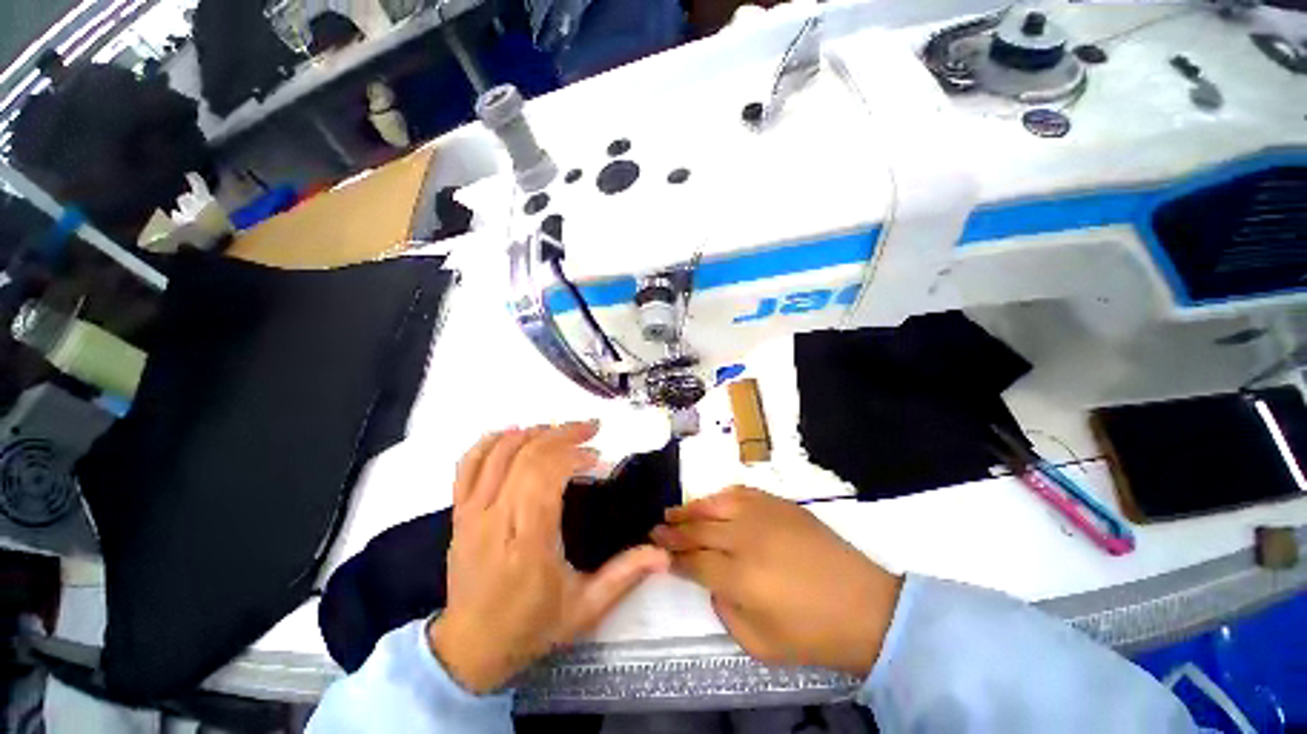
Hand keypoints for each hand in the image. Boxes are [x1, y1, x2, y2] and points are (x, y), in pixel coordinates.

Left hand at [429, 422, 669, 693]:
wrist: (471, 648)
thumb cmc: (532, 626)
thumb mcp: (586, 608)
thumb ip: (625, 575)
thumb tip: (664, 555)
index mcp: (529, 543)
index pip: (546, 476)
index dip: (574, 455)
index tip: (598, 458)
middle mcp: (496, 520)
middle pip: (527, 456)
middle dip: (563, 434)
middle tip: (591, 429)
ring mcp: (472, 514)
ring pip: (500, 452)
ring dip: (535, 432)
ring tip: (561, 429)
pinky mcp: (459, 513)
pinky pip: (468, 465)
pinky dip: (492, 441)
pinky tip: (516, 434)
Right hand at [651, 487, 902, 676]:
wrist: (866, 606)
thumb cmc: (814, 634)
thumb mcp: (760, 644)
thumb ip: (725, 612)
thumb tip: (712, 582)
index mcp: (741, 578)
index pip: (694, 561)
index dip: (673, 557)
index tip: (658, 552)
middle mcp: (747, 540)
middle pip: (700, 529)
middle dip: (674, 530)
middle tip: (655, 528)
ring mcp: (765, 516)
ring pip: (716, 504)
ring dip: (692, 508)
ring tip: (674, 511)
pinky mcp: (781, 505)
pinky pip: (742, 493)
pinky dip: (722, 496)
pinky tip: (713, 501)